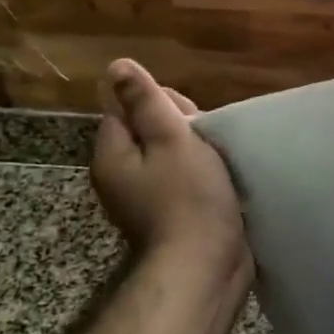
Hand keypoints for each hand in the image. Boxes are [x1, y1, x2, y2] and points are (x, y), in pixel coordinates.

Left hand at [91, 60, 251, 300]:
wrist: (205, 267)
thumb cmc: (189, 197)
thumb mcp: (171, 139)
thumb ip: (146, 101)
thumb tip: (116, 65)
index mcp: (113, 157)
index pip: (127, 110)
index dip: (160, 105)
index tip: (190, 118)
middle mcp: (121, 179)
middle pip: (148, 133)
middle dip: (182, 130)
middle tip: (207, 143)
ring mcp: (145, 202)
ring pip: (170, 158)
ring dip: (196, 154)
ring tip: (220, 160)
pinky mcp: (170, 218)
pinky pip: (182, 183)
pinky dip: (201, 178)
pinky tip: (221, 182)